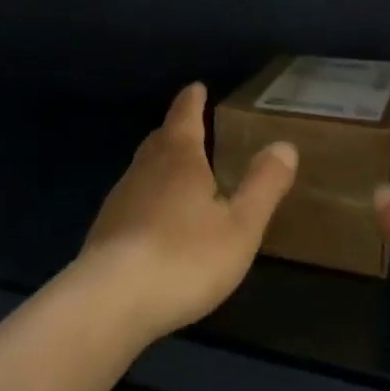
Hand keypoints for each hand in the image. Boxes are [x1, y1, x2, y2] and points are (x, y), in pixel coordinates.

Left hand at [75, 83, 297, 346]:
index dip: (192, 101)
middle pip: (160, 140)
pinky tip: (157, 221)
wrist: (109, 303)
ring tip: (179, 174)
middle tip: (191, 128)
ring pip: (143, 170)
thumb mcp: (240, 226)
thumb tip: (284, 145)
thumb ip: (263, 185)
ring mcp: (119, 200)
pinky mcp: (105, 232)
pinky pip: (133, 200)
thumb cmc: (184, 257)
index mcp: (179, 159)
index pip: (184, 116)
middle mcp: (144, 170)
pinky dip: (148, 197)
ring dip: (160, 165)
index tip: (196, 87)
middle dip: (176, 131)